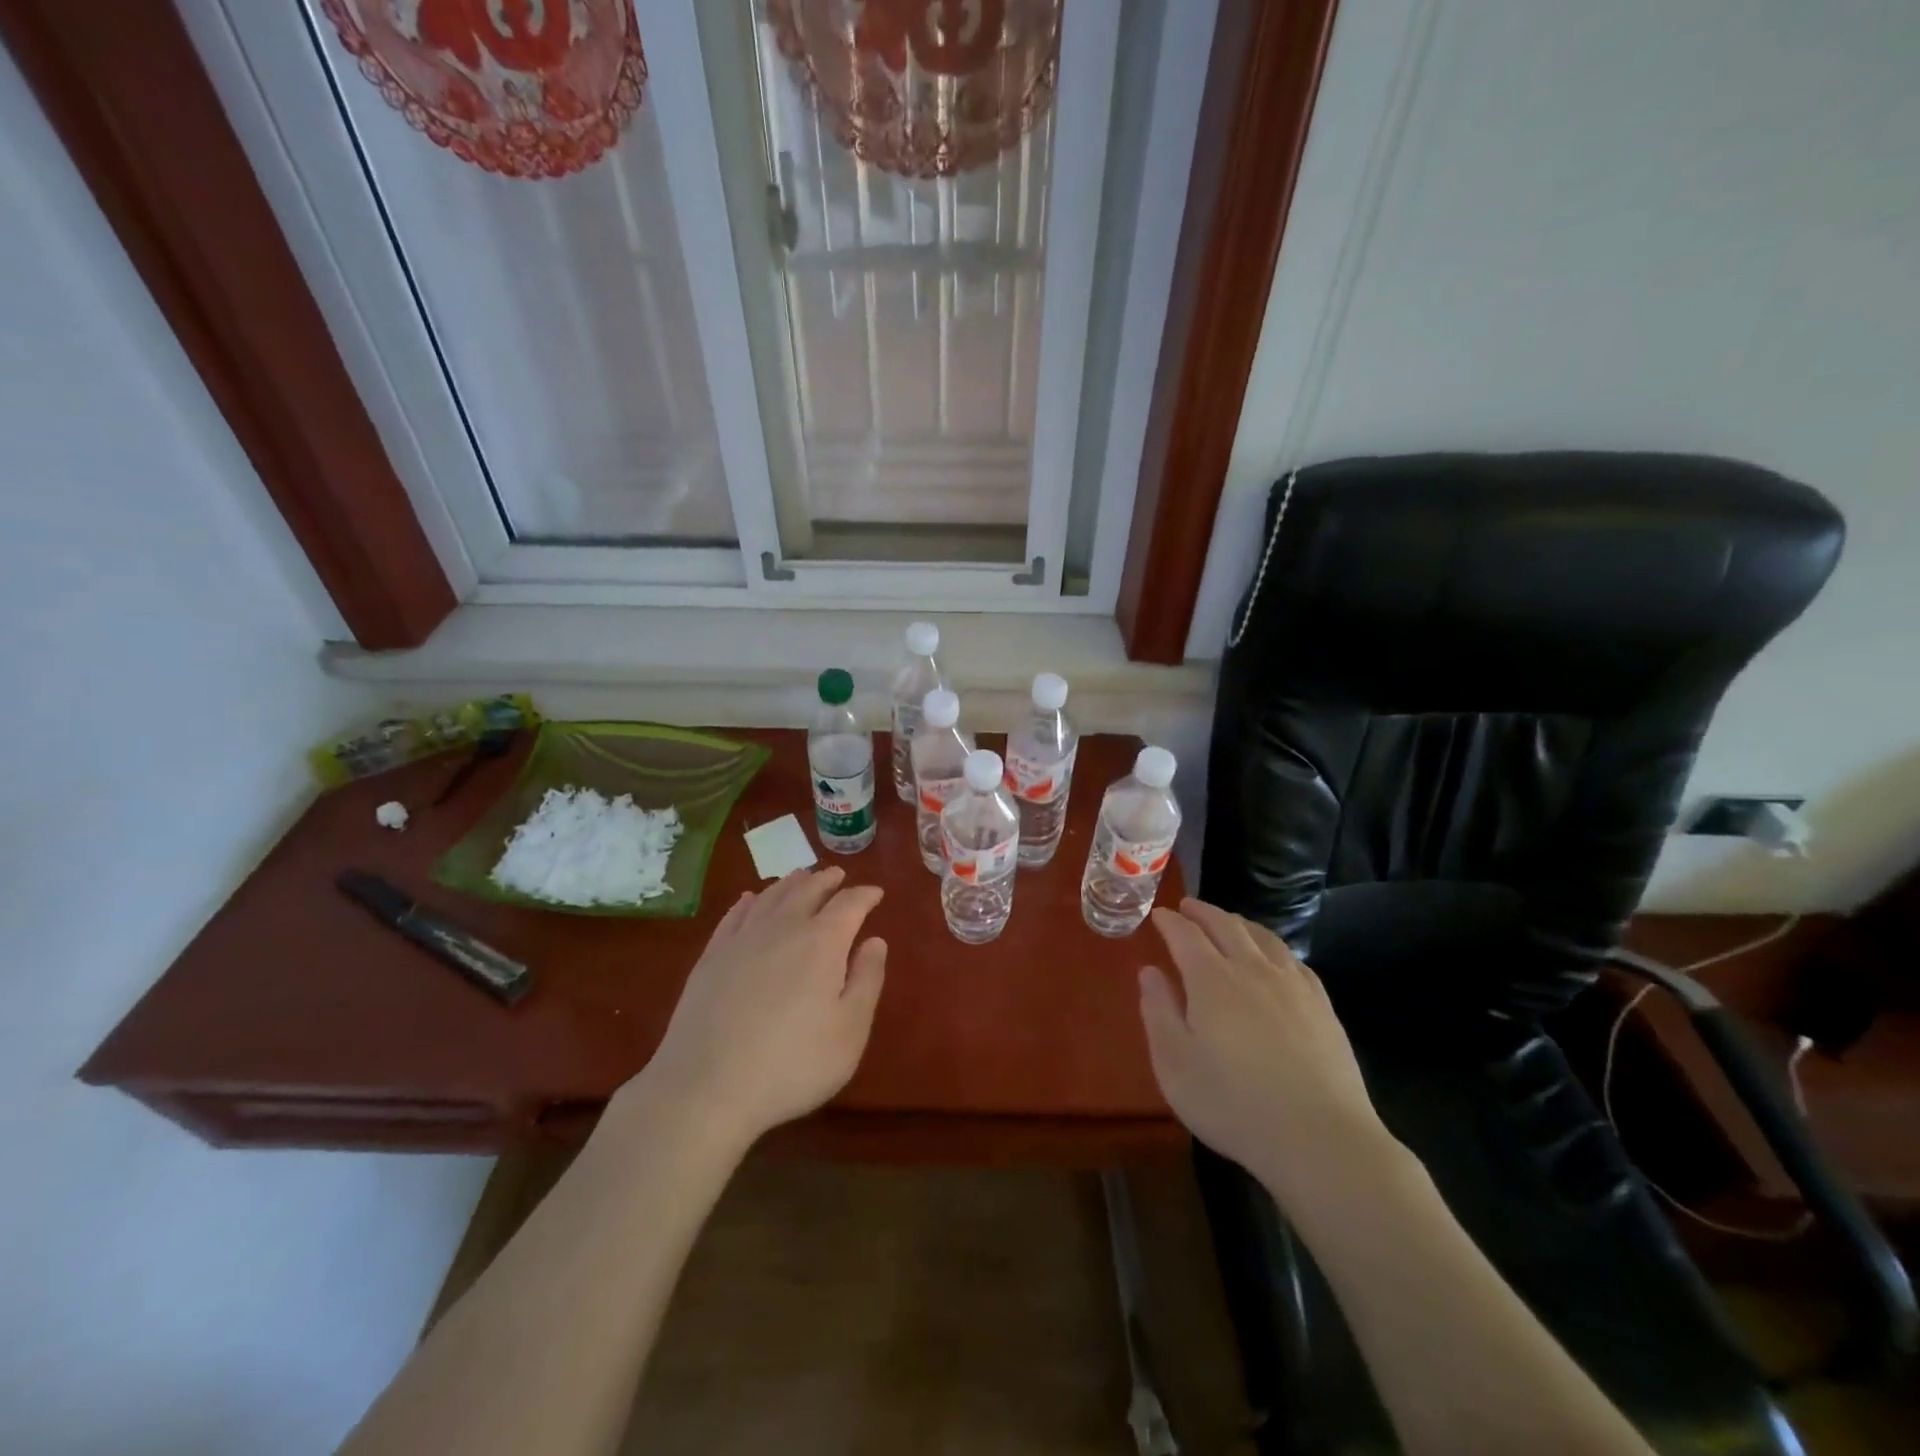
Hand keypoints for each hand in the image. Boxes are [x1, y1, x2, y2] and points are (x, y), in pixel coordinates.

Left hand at [633, 866, 886, 1151]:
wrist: (707, 1087)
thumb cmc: (793, 1064)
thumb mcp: (850, 1030)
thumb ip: (867, 980)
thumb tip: (875, 941)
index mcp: (823, 941)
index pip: (850, 904)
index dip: (865, 895)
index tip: (876, 893)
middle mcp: (783, 927)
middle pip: (808, 890)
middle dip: (826, 880)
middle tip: (837, 875)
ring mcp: (742, 939)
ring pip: (771, 896)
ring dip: (790, 883)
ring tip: (801, 876)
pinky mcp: (711, 956)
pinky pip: (734, 915)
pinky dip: (748, 901)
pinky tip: (749, 899)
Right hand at [1140, 899, 1395, 1202]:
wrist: (1320, 1139)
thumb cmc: (1233, 1103)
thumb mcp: (1174, 1063)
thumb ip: (1158, 1011)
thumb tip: (1150, 971)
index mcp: (1211, 979)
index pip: (1186, 935)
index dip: (1170, 922)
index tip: (1158, 914)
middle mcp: (1252, 969)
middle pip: (1225, 925)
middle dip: (1203, 912)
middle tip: (1187, 906)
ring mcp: (1292, 985)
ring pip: (1262, 937)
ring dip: (1238, 922)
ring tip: (1227, 922)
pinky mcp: (1322, 1007)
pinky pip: (1293, 960)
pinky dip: (1272, 947)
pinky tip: (1273, 958)